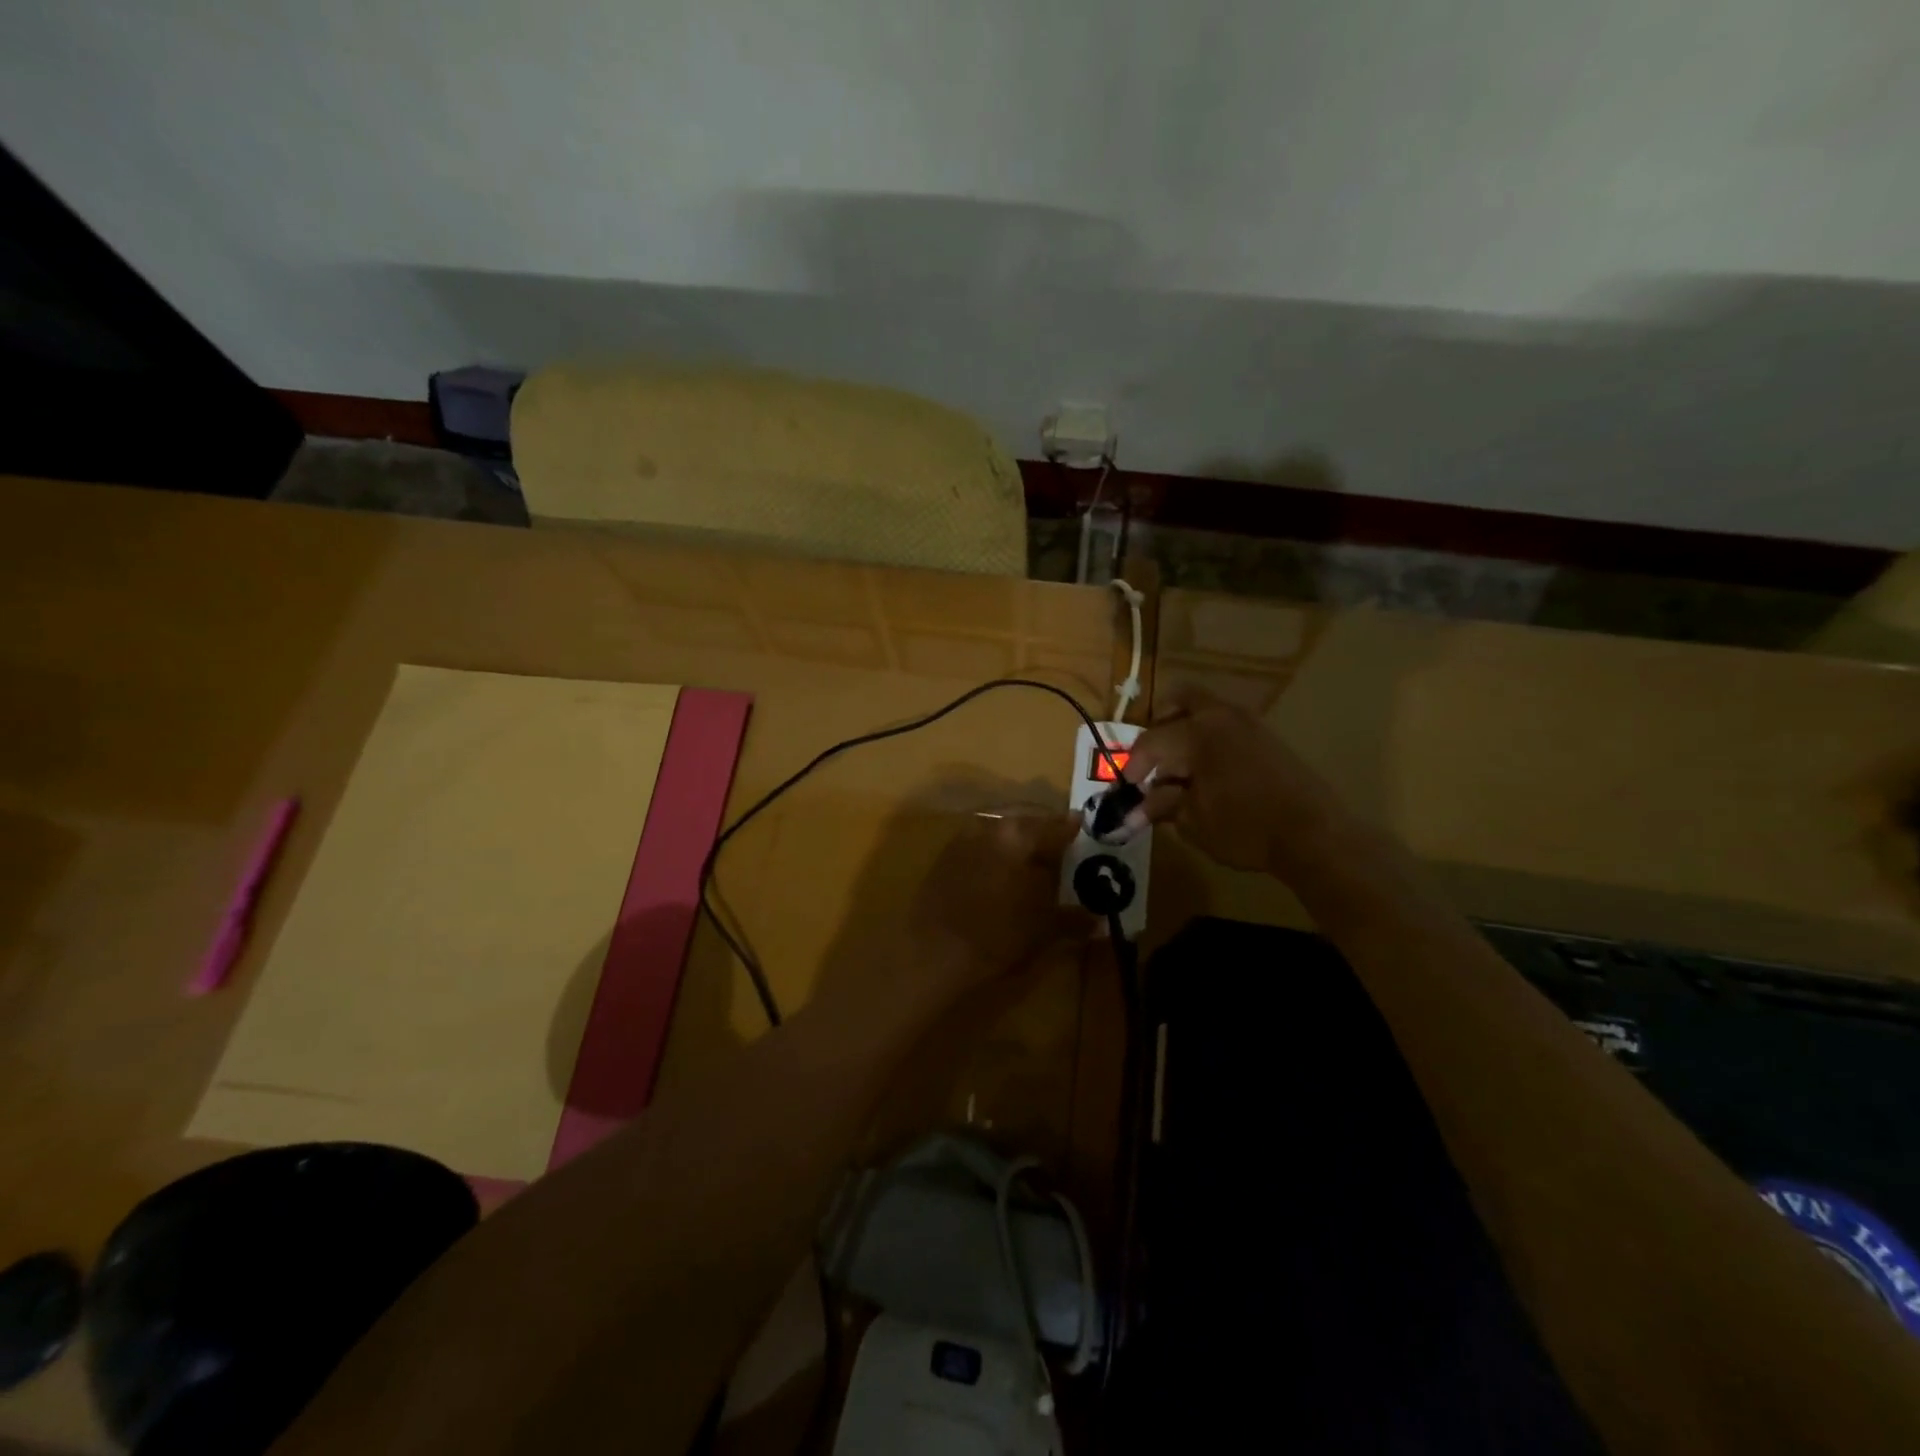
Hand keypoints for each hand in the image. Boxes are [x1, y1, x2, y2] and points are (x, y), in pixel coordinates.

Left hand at [910, 811, 1082, 989]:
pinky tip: (1000, 875)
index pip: (1054, 826)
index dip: (1071, 830)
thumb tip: (1097, 920)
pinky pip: (978, 846)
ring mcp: (961, 841)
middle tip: (1059, 848)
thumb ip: (1071, 920)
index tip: (1082, 830)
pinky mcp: (942, 859)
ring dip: (1015, 844)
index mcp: (1017, 836)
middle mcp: (989, 828)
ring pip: (999, 833)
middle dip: (1042, 834)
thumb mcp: (1042, 931)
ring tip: (1031, 863)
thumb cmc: (994, 937)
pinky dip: (993, 855)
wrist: (930, 954)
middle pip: (1024, 824)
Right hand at [1122, 684, 1341, 871]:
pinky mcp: (1267, 738)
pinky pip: (1225, 726)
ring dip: (1185, 732)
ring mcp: (1249, 724)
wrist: (1314, 835)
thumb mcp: (1193, 822)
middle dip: (1159, 725)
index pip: (1151, 742)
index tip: (1125, 790)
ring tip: (1179, 771)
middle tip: (1152, 759)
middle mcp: (1221, 717)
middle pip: (1180, 699)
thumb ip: (1161, 807)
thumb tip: (1132, 813)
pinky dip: (1208, 741)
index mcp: (1198, 733)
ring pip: (1205, 711)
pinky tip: (1207, 775)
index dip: (1133, 767)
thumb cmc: (1246, 828)